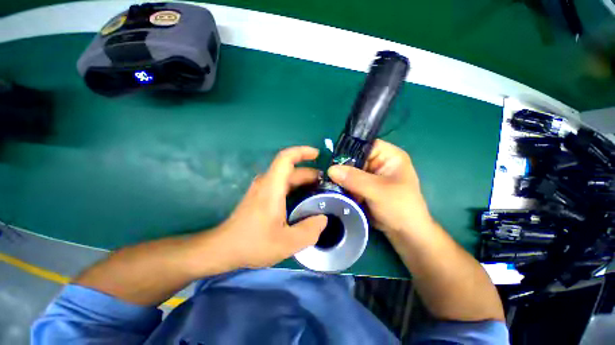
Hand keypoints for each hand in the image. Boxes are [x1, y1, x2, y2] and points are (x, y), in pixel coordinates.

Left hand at [213, 146, 327, 268]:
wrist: (224, 249)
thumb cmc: (253, 244)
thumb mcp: (287, 243)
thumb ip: (310, 230)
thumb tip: (323, 218)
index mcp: (272, 187)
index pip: (286, 158)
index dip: (302, 152)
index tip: (317, 154)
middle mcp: (266, 183)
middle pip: (289, 169)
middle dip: (309, 172)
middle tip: (325, 183)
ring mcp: (261, 189)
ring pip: (285, 177)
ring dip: (302, 180)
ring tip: (318, 191)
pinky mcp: (260, 196)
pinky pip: (280, 184)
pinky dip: (294, 187)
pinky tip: (302, 200)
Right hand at [327, 139, 432, 234]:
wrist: (404, 233)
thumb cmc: (399, 207)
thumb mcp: (378, 191)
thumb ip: (354, 179)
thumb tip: (331, 169)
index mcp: (389, 156)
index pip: (365, 145)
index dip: (349, 149)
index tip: (332, 159)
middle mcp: (379, 163)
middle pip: (355, 158)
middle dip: (342, 167)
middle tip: (327, 174)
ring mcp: (370, 176)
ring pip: (350, 171)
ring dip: (340, 178)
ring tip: (328, 183)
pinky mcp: (364, 187)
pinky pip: (349, 182)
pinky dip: (342, 186)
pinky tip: (333, 190)